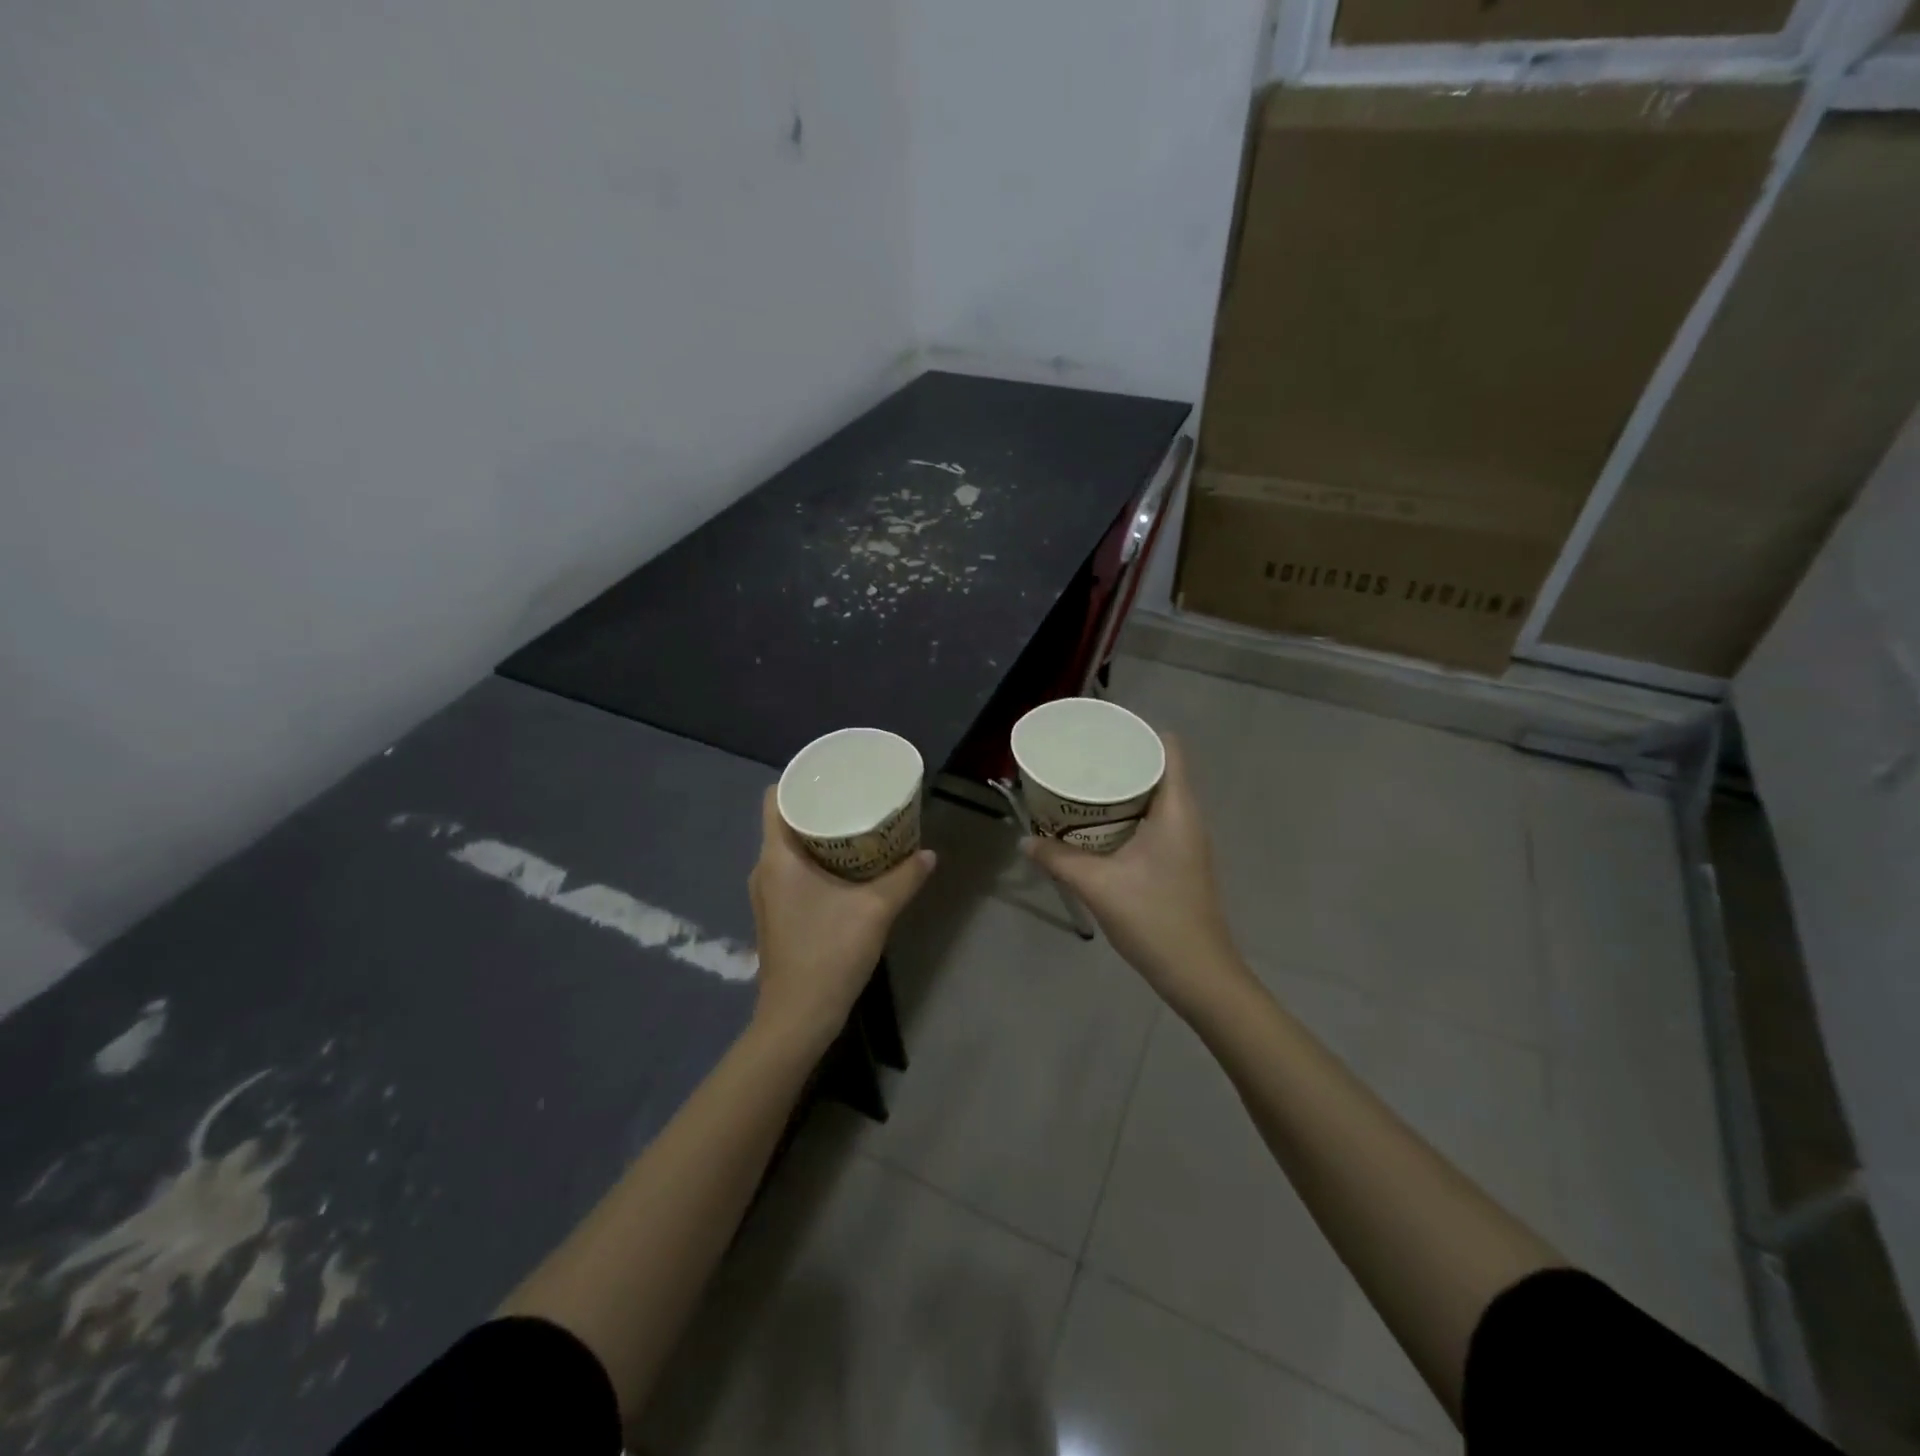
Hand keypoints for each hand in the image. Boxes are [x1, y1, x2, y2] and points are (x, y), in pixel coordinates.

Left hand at [748, 788, 935, 1050]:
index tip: (834, 776)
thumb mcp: (876, 910)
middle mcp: (764, 869)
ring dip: (820, 835)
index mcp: (777, 857)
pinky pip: (793, 870)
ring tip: (857, 826)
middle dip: (820, 806)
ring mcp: (768, 894)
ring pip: (790, 847)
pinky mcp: (777, 913)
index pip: (775, 798)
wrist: (799, 1017)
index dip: (800, 780)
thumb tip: (930, 854)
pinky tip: (848, 867)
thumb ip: (905, 878)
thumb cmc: (829, 953)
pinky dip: (817, 860)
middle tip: (856, 797)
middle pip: (785, 820)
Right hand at [1023, 734, 1251, 1017]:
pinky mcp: (1179, 861)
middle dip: (1119, 760)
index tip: (1100, 732)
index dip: (1137, 733)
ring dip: (1122, 789)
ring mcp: (1186, 840)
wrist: (1198, 974)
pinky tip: (1096, 826)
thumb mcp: (1098, 886)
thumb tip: (1024, 843)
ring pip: (1154, 796)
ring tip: (1081, 785)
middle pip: (1158, 769)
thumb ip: (1058, 860)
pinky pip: (1153, 820)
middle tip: (1079, 758)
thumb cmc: (1155, 919)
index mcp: (1177, 809)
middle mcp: (1186, 817)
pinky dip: (1126, 814)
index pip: (1169, 749)